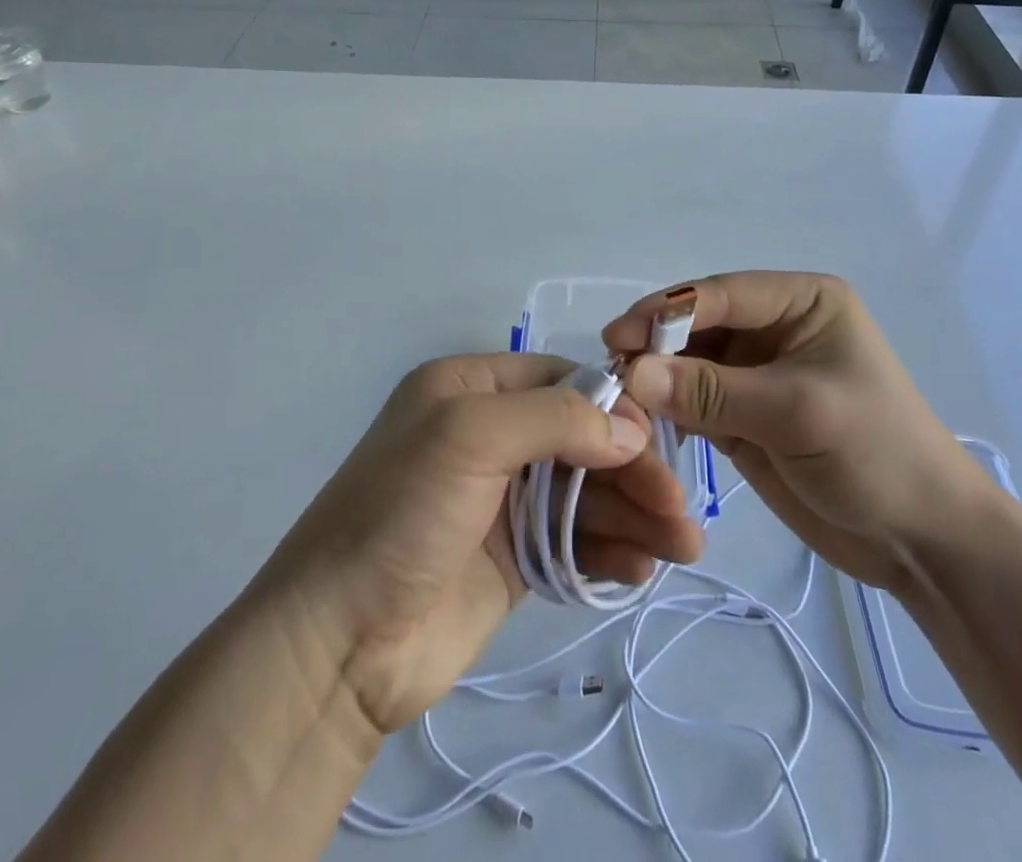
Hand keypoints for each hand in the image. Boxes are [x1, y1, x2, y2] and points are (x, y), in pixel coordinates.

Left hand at [258, 355, 704, 734]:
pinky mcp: (513, 558)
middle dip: (633, 468)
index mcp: (470, 389)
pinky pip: (575, 541)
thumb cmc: (401, 512)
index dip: (613, 406)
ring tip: (682, 548)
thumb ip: (554, 418)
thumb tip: (630, 430)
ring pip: (585, 491)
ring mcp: (502, 499)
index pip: (560, 379)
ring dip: (634, 514)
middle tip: (679, 510)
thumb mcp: (469, 435)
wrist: (339, 641)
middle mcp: (489, 435)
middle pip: (581, 437)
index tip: (658, 440)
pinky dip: (610, 550)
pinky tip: (640, 570)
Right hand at [609, 272, 989, 592]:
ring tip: (617, 399)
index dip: (666, 312)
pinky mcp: (743, 414)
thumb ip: (712, 391)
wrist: (922, 542)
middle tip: (608, 370)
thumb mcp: (796, 412)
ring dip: (656, 379)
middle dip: (655, 346)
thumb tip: (632, 372)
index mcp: (800, 302)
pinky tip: (643, 422)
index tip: (617, 337)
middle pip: (698, 325)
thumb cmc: (876, 455)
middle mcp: (773, 327)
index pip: (720, 294)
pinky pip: (693, 401)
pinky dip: (668, 409)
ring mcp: (756, 372)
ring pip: (689, 363)